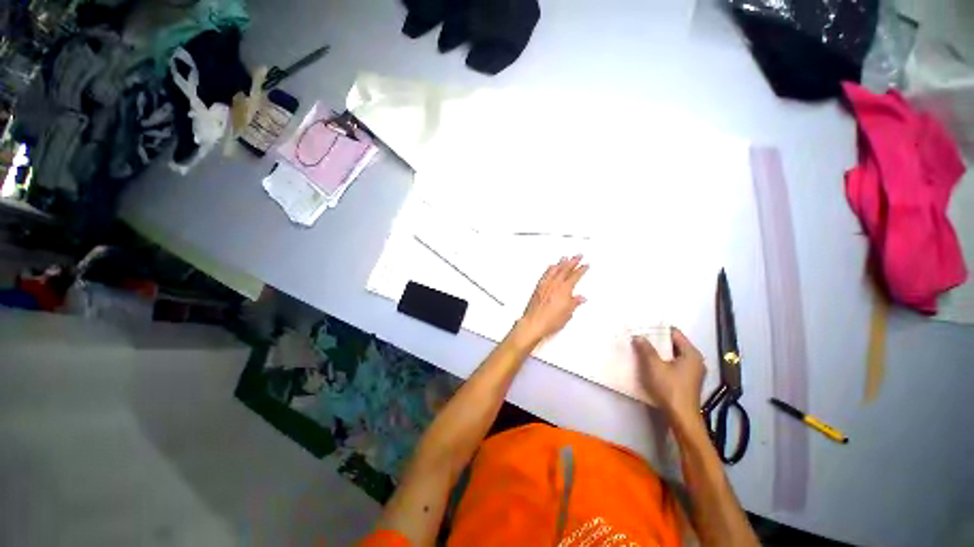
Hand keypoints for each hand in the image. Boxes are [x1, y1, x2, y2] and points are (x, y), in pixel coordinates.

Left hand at [516, 255, 588, 343]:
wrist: (534, 323)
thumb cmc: (550, 320)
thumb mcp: (567, 314)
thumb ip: (574, 303)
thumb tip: (581, 298)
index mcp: (564, 290)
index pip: (575, 276)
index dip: (581, 270)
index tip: (585, 265)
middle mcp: (554, 285)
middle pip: (565, 270)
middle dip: (573, 261)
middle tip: (578, 255)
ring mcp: (545, 285)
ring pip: (555, 270)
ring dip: (561, 263)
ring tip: (565, 257)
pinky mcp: (538, 288)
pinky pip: (545, 274)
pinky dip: (549, 269)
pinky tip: (551, 267)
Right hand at [633, 328, 704, 423]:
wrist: (682, 417)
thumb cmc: (670, 388)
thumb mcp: (654, 366)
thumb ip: (646, 349)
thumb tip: (638, 336)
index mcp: (691, 353)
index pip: (674, 333)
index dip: (658, 330)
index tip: (643, 329)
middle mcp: (695, 360)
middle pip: (674, 344)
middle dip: (657, 341)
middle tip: (640, 338)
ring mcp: (693, 371)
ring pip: (673, 355)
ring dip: (659, 352)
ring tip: (642, 349)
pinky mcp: (688, 381)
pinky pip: (674, 364)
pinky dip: (663, 362)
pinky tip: (651, 364)